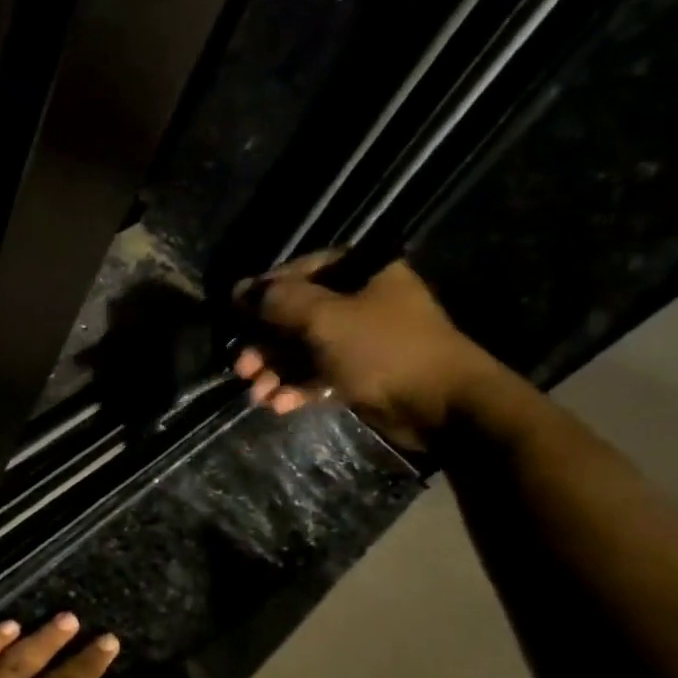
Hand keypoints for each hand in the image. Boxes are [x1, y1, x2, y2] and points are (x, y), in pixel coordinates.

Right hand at [232, 254, 498, 452]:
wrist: (443, 405)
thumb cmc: (383, 349)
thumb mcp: (323, 318)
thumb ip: (277, 301)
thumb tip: (238, 289)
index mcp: (360, 272)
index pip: (299, 271)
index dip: (263, 292)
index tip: (234, 315)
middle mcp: (360, 300)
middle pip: (297, 315)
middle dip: (266, 344)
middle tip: (242, 367)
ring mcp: (362, 339)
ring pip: (304, 350)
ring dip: (277, 372)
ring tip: (257, 395)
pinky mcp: (362, 374)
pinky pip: (320, 375)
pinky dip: (298, 389)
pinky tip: (281, 405)